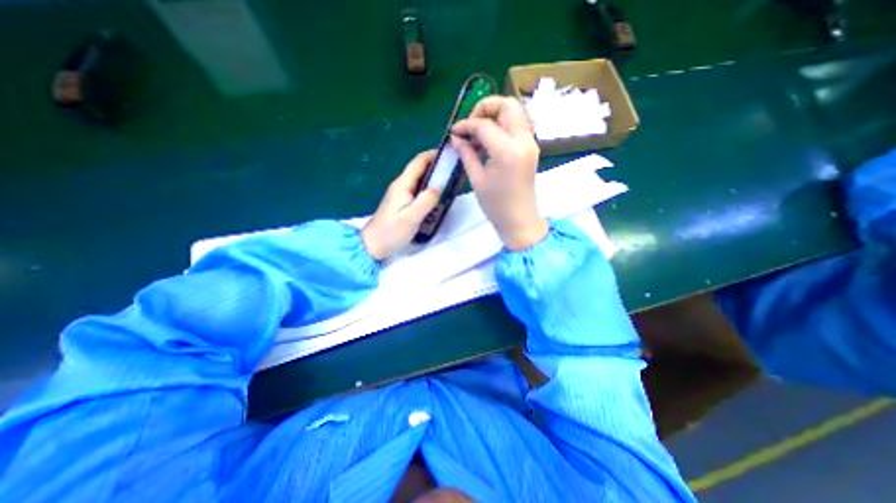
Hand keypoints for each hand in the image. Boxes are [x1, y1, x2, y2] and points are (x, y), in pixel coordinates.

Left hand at [360, 150, 440, 259]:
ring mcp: (400, 194)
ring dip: (434, 176)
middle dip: (437, 164)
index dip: (434, 154)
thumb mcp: (411, 218)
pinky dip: (429, 187)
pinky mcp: (402, 202)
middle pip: (419, 168)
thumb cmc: (391, 232)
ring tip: (451, 179)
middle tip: (455, 168)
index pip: (419, 162)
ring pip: (419, 178)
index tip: (450, 154)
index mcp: (402, 185)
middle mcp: (401, 185)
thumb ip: (425, 201)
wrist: (373, 245)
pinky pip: (418, 189)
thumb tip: (438, 187)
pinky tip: (438, 194)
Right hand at [448, 95, 546, 249]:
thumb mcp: (476, 179)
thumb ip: (466, 153)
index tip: (454, 132)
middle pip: (507, 105)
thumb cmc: (496, 205)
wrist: (520, 220)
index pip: (484, 125)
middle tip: (471, 125)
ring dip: (495, 115)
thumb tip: (456, 136)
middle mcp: (523, 141)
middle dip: (485, 108)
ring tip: (478, 133)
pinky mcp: (531, 148)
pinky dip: (502, 125)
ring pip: (515, 112)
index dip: (466, 125)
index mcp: (507, 151)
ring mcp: (530, 143)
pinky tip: (489, 140)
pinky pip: (517, 125)